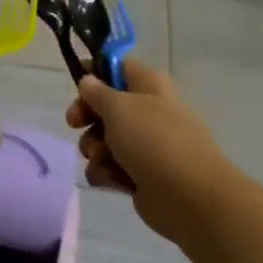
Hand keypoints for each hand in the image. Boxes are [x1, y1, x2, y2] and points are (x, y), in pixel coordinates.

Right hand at [65, 58, 235, 242]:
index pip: (119, 66)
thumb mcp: (119, 107)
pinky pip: (110, 167)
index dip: (95, 70)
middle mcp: (148, 111)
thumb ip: (97, 92)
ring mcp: (145, 145)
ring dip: (93, 148)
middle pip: (106, 105)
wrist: (188, 197)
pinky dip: (105, 172)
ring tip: (100, 157)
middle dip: (86, 116)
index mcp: (149, 85)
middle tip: (74, 123)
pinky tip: (109, 179)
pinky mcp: (140, 175)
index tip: (75, 79)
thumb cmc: (153, 140)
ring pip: (104, 139)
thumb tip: (89, 81)